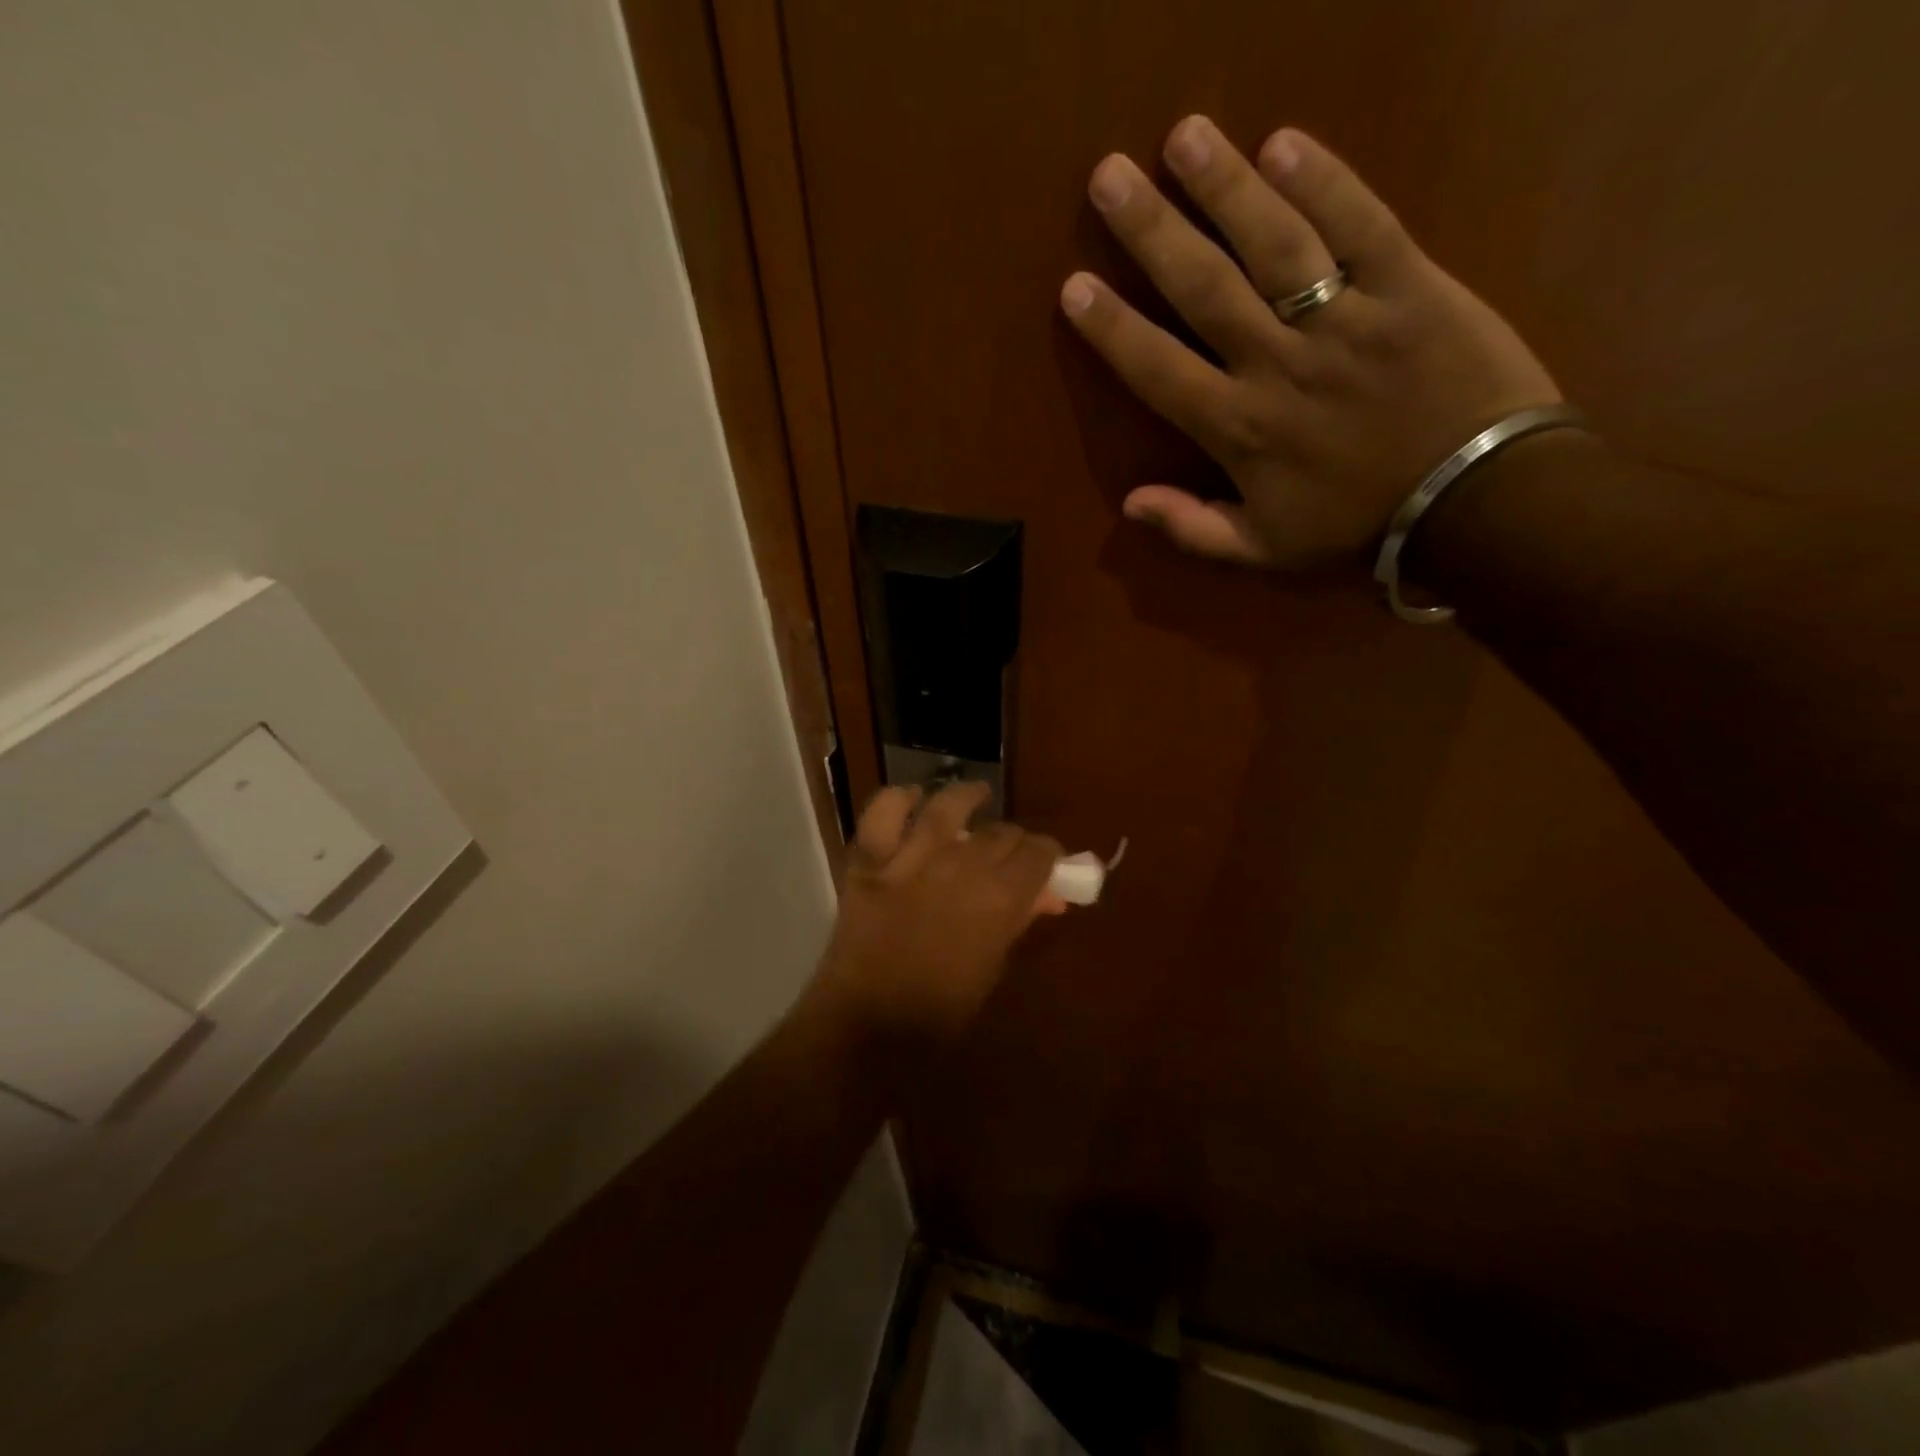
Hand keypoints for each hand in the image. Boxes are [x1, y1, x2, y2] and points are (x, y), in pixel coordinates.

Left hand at [813, 782, 1063, 1066]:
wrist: (867, 1028)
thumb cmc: (939, 1012)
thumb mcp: (992, 968)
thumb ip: (1017, 923)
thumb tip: (1047, 896)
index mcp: (999, 900)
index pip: (1038, 853)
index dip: (1047, 854)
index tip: (1044, 863)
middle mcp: (960, 868)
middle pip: (1000, 831)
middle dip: (1012, 838)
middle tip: (1007, 852)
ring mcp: (910, 859)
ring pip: (947, 807)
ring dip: (967, 797)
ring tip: (977, 795)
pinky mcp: (869, 861)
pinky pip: (883, 813)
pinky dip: (898, 799)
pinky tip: (913, 798)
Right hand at [1060, 117, 1559, 569]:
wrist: (1476, 504)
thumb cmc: (1358, 527)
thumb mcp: (1264, 551)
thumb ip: (1194, 529)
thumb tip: (1129, 504)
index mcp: (1241, 430)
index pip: (1160, 370)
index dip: (1113, 329)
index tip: (1074, 286)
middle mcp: (1280, 365)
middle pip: (1205, 288)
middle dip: (1152, 231)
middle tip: (1109, 176)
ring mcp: (1347, 320)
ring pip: (1275, 244)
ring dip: (1226, 186)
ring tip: (1184, 134)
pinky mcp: (1412, 287)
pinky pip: (1363, 225)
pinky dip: (1326, 181)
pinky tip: (1285, 142)